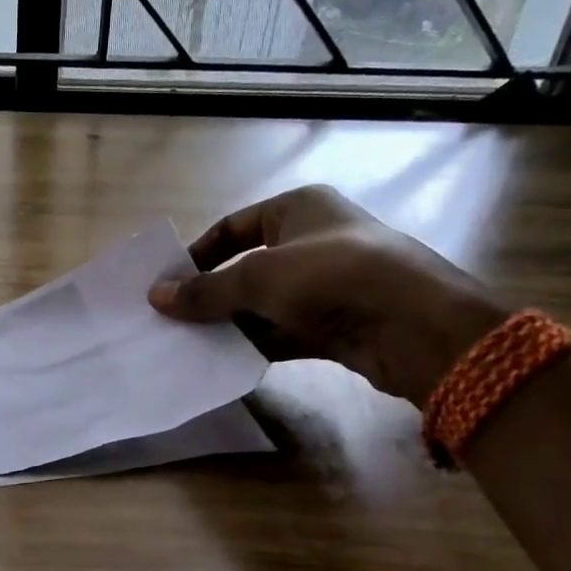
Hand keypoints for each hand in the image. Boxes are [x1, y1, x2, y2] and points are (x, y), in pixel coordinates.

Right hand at [148, 185, 504, 405]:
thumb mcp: (259, 278)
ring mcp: (325, 286)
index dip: (199, 253)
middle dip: (212, 295)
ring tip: (189, 345)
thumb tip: (155, 297)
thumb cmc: (333, 277)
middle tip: (173, 320)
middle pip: (246, 267)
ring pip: (263, 304)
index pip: (233, 226)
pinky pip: (282, 332)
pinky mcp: (334, 324)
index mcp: (298, 209)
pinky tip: (225, 361)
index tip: (169, 283)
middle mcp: (312, 241)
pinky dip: (256, 344)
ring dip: (231, 324)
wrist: (415, 327)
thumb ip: (205, 291)